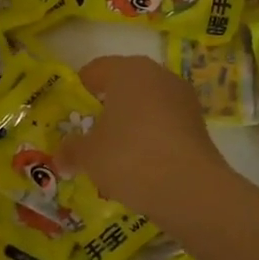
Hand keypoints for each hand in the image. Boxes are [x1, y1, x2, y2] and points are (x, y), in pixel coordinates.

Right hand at [59, 55, 233, 220]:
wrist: (190, 189)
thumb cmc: (129, 157)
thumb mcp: (88, 155)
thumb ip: (71, 150)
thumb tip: (60, 157)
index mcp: (128, 71)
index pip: (95, 70)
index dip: (79, 90)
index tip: (69, 113)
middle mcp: (159, 76)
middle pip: (124, 86)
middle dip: (106, 107)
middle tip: (88, 132)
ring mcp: (183, 99)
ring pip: (146, 106)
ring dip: (130, 124)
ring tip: (114, 153)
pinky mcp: (198, 125)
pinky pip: (164, 125)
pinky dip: (150, 138)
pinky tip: (140, 164)